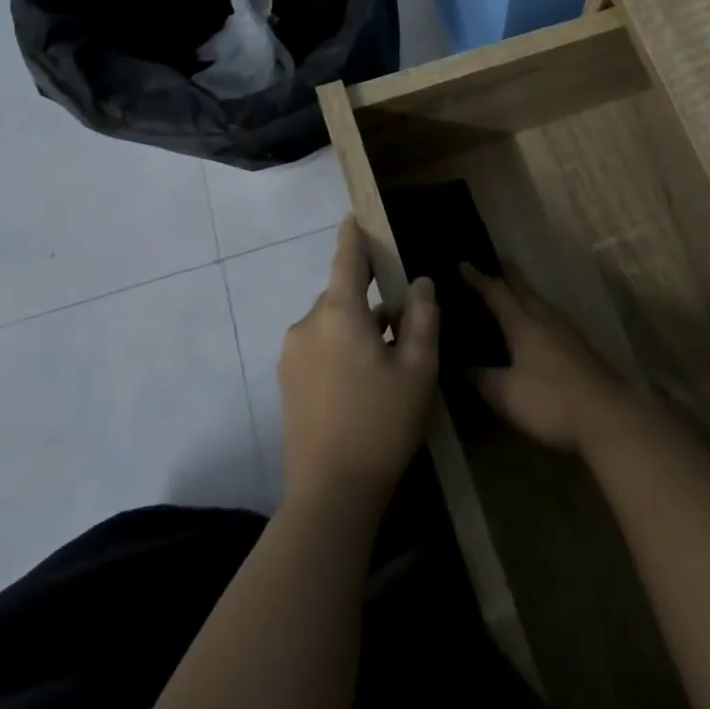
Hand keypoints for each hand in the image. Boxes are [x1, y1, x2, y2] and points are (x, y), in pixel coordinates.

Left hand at [278, 217, 438, 509]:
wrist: (331, 493)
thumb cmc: (383, 422)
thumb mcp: (419, 367)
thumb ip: (423, 316)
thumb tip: (420, 283)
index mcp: (339, 313)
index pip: (347, 259)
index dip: (353, 235)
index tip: (354, 215)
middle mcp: (307, 324)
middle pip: (342, 295)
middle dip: (369, 298)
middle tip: (404, 320)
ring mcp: (291, 355)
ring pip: (331, 323)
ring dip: (357, 327)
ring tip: (389, 358)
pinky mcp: (287, 382)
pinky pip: (319, 346)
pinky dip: (342, 348)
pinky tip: (364, 381)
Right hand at [464, 265, 631, 454]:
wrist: (606, 415)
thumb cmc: (549, 400)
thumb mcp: (505, 394)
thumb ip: (481, 378)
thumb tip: (462, 366)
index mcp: (524, 323)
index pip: (497, 293)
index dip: (479, 279)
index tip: (464, 263)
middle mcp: (546, 318)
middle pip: (524, 289)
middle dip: (509, 274)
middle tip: (496, 261)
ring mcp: (567, 331)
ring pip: (540, 302)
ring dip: (524, 293)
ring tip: (512, 292)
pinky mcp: (580, 347)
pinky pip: (550, 318)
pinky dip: (536, 312)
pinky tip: (536, 326)